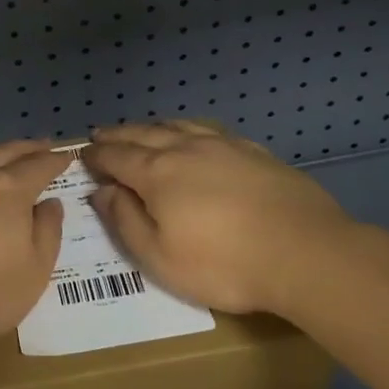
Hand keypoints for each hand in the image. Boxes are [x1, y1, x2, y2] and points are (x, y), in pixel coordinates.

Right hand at [81, 121, 359, 314]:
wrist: (305, 252)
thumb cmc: (225, 264)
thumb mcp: (161, 258)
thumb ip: (126, 221)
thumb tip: (102, 191)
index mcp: (157, 173)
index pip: (117, 156)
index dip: (97, 155)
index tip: (82, 154)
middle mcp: (185, 148)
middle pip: (143, 134)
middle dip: (118, 134)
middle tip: (101, 134)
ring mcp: (222, 145)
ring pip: (176, 125)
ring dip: (151, 126)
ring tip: (141, 129)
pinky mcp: (253, 151)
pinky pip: (209, 129)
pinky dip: (188, 127)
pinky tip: (193, 133)